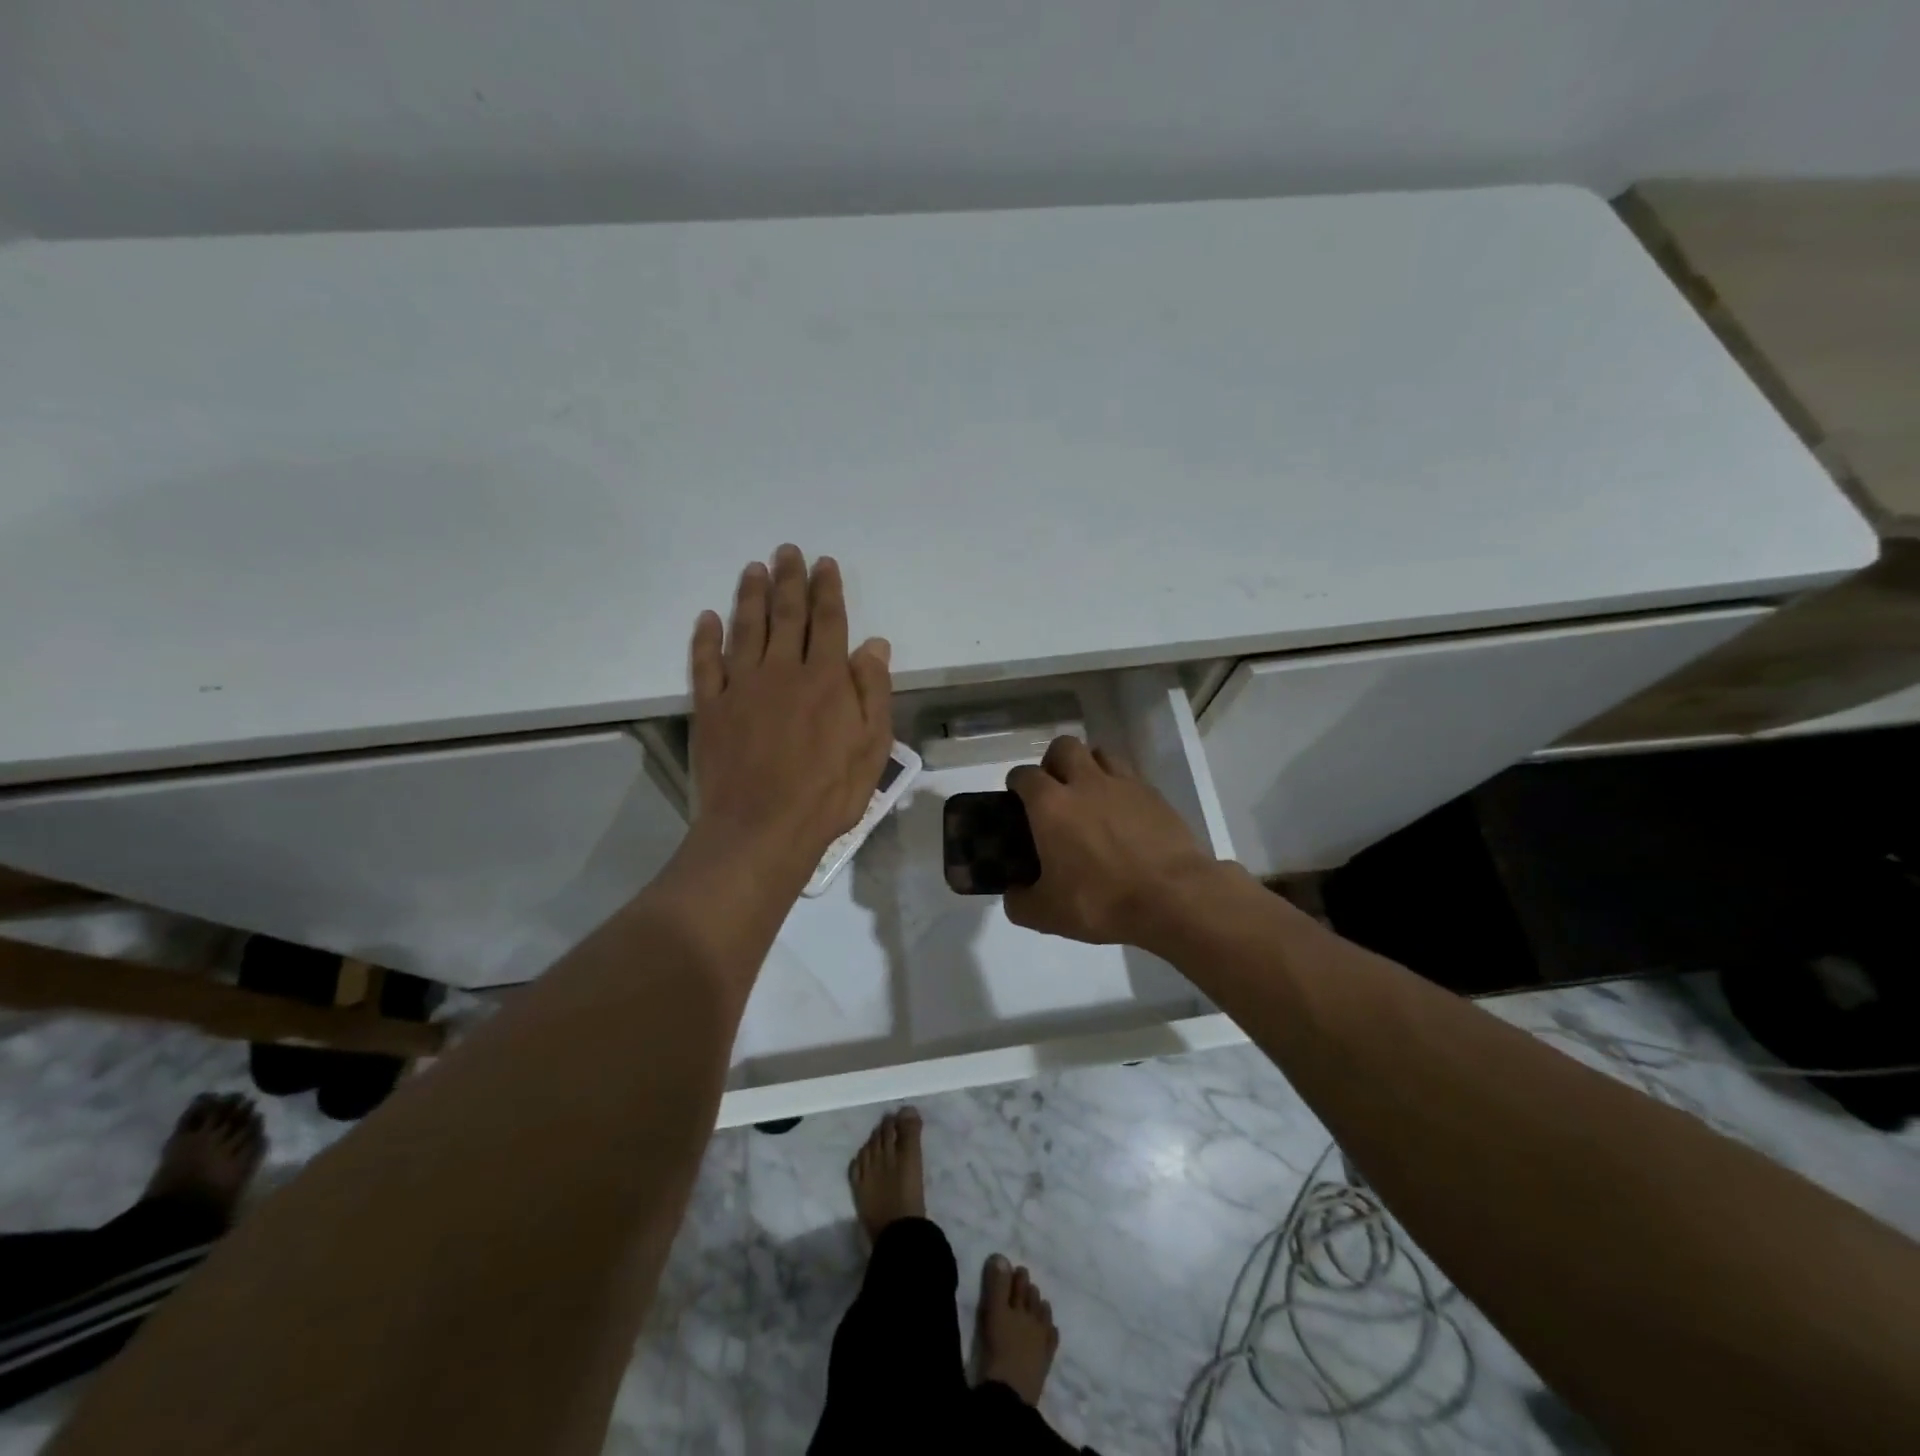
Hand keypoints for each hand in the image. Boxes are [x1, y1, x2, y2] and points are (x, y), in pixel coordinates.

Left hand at [688, 545, 892, 872]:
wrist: (761, 830)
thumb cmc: (828, 794)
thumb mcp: (872, 748)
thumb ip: (873, 692)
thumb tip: (874, 645)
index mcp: (826, 679)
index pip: (828, 622)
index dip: (827, 590)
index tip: (824, 564)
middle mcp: (782, 671)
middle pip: (786, 615)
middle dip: (789, 580)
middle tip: (787, 551)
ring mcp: (741, 687)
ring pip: (746, 628)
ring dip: (750, 595)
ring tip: (753, 568)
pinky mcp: (711, 708)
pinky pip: (705, 663)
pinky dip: (705, 638)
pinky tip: (707, 618)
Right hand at [1003, 737, 1219, 945]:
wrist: (1174, 898)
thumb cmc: (1102, 902)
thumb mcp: (1047, 914)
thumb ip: (1019, 902)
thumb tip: (1014, 894)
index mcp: (1051, 805)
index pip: (1024, 775)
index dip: (1017, 784)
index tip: (1016, 800)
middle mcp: (1085, 783)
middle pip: (1063, 747)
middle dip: (1053, 762)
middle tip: (1055, 792)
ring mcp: (1124, 785)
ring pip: (1100, 754)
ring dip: (1089, 767)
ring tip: (1090, 797)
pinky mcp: (1155, 795)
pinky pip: (1130, 777)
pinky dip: (1120, 787)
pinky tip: (1123, 815)